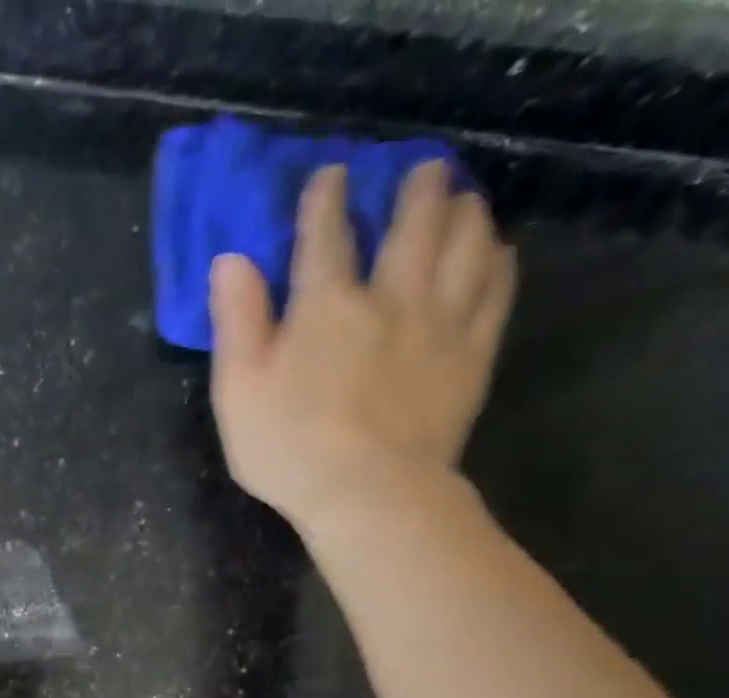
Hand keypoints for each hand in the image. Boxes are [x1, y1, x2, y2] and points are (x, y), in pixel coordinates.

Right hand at [208, 160, 516, 534]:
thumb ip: (236, 322)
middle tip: (420, 172)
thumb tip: (232, 260)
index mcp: (326, 305)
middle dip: (416, 189)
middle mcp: (391, 296)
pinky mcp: (473, 355)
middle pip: (414, 223)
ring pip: (467, 243)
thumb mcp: (238, 391)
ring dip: (464, 212)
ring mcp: (441, 323)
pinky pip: (496, 291)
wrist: (369, 494)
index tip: (331, 176)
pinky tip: (494, 252)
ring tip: (462, 200)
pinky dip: (496, 262)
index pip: (327, 234)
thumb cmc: (288, 448)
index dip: (327, 200)